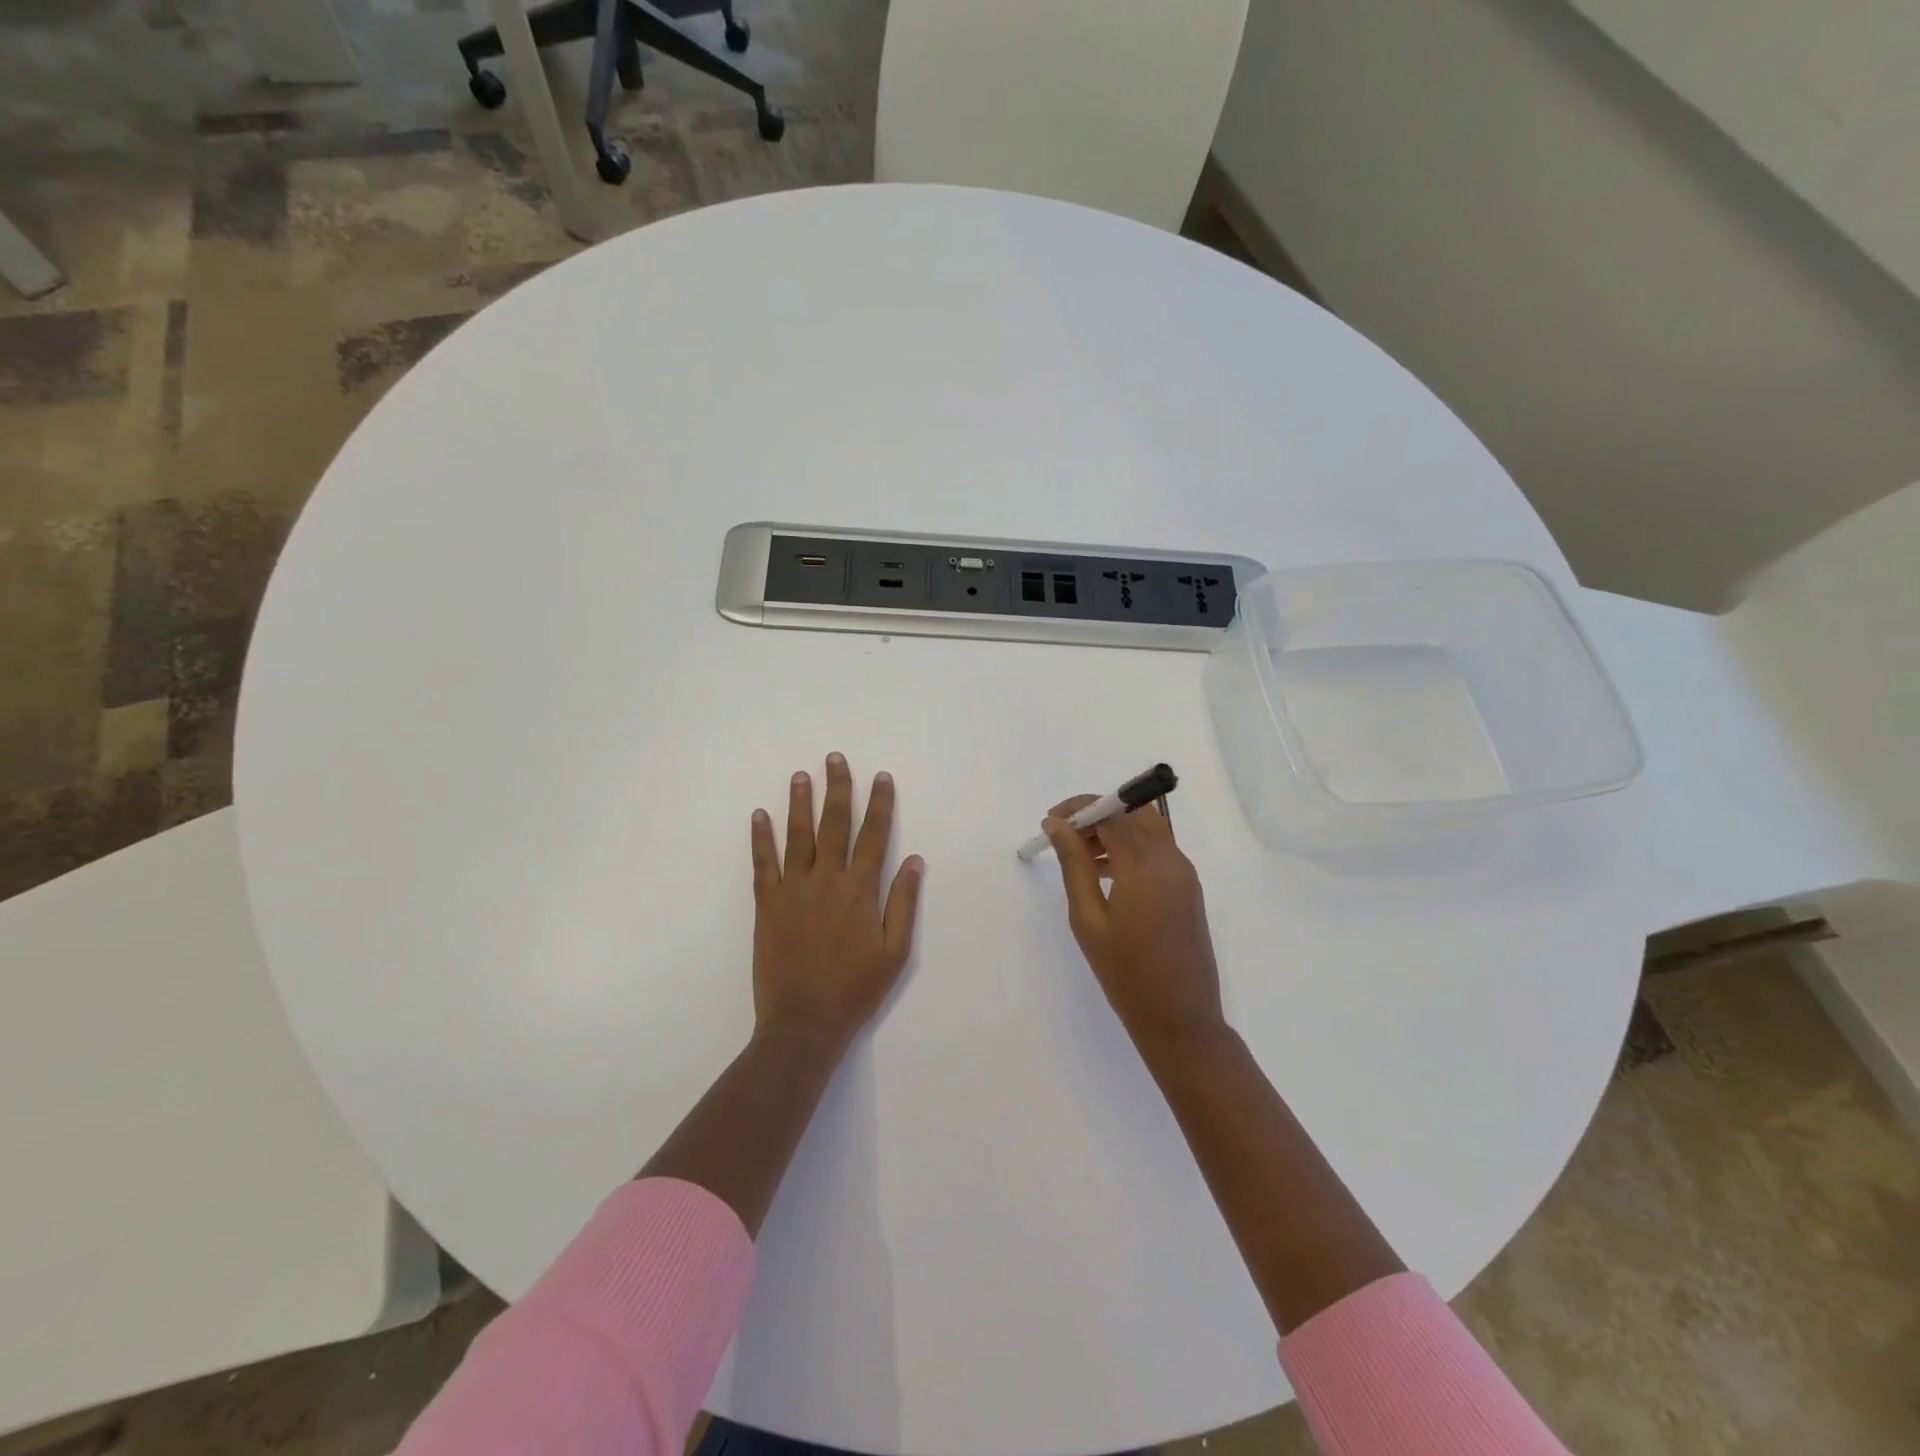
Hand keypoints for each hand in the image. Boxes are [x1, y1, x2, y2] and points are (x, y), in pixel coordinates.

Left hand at [751, 753, 924, 1046]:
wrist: (804, 1022)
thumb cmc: (856, 989)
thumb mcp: (895, 952)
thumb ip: (903, 903)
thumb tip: (915, 861)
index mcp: (861, 890)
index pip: (874, 835)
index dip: (879, 804)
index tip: (881, 776)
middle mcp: (827, 880)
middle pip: (834, 824)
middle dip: (838, 789)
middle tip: (835, 758)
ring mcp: (793, 890)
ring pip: (798, 836)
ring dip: (800, 803)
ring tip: (801, 775)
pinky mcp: (767, 904)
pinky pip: (763, 864)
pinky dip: (761, 838)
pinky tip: (760, 815)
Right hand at [1044, 796, 1225, 1057]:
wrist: (1181, 1019)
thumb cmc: (1126, 973)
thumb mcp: (1088, 919)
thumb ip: (1074, 864)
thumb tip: (1057, 825)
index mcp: (1144, 865)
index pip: (1111, 812)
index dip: (1079, 808)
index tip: (1051, 822)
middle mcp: (1170, 859)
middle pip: (1134, 812)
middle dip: (1098, 814)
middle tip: (1066, 836)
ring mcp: (1184, 873)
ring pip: (1148, 829)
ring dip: (1115, 830)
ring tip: (1080, 857)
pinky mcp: (1188, 888)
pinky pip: (1158, 850)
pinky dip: (1132, 848)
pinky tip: (1107, 874)